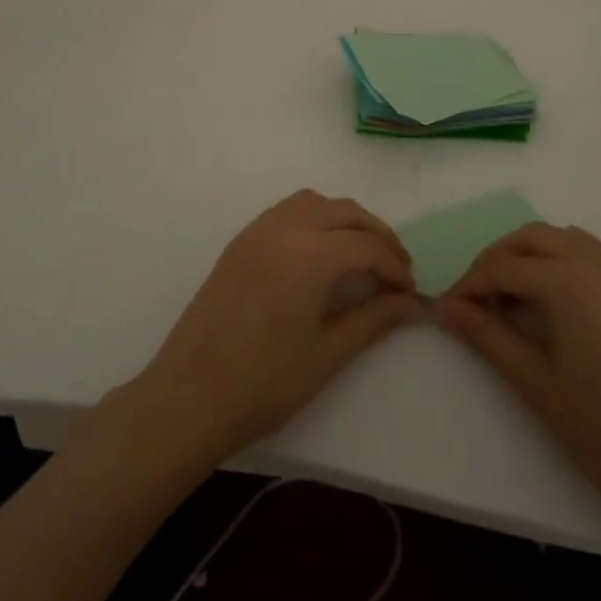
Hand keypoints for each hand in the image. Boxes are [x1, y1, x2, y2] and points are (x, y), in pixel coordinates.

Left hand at [122, 191, 419, 465]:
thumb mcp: (327, 355)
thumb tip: (412, 303)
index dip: (394, 265)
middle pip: (344, 212)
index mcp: (307, 254)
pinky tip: (320, 252)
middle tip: (396, 268)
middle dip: (377, 235)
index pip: (366, 246)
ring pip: (314, 202)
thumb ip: (374, 320)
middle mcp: (283, 228)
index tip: (410, 291)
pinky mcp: (240, 242)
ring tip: (362, 254)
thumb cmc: (262, 384)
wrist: (187, 397)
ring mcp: (256, 231)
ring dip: (345, 219)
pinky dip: (315, 218)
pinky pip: (287, 211)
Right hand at [435, 222, 600, 537]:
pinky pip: (596, 254)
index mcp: (569, 281)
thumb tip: (445, 307)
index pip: (504, 268)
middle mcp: (598, 263)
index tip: (448, 307)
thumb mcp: (535, 384)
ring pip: (566, 239)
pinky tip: (560, 298)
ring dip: (532, 254)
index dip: (470, 284)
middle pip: (532, 238)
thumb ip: (486, 336)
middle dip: (498, 258)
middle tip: (477, 296)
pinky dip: (567, 260)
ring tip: (514, 296)